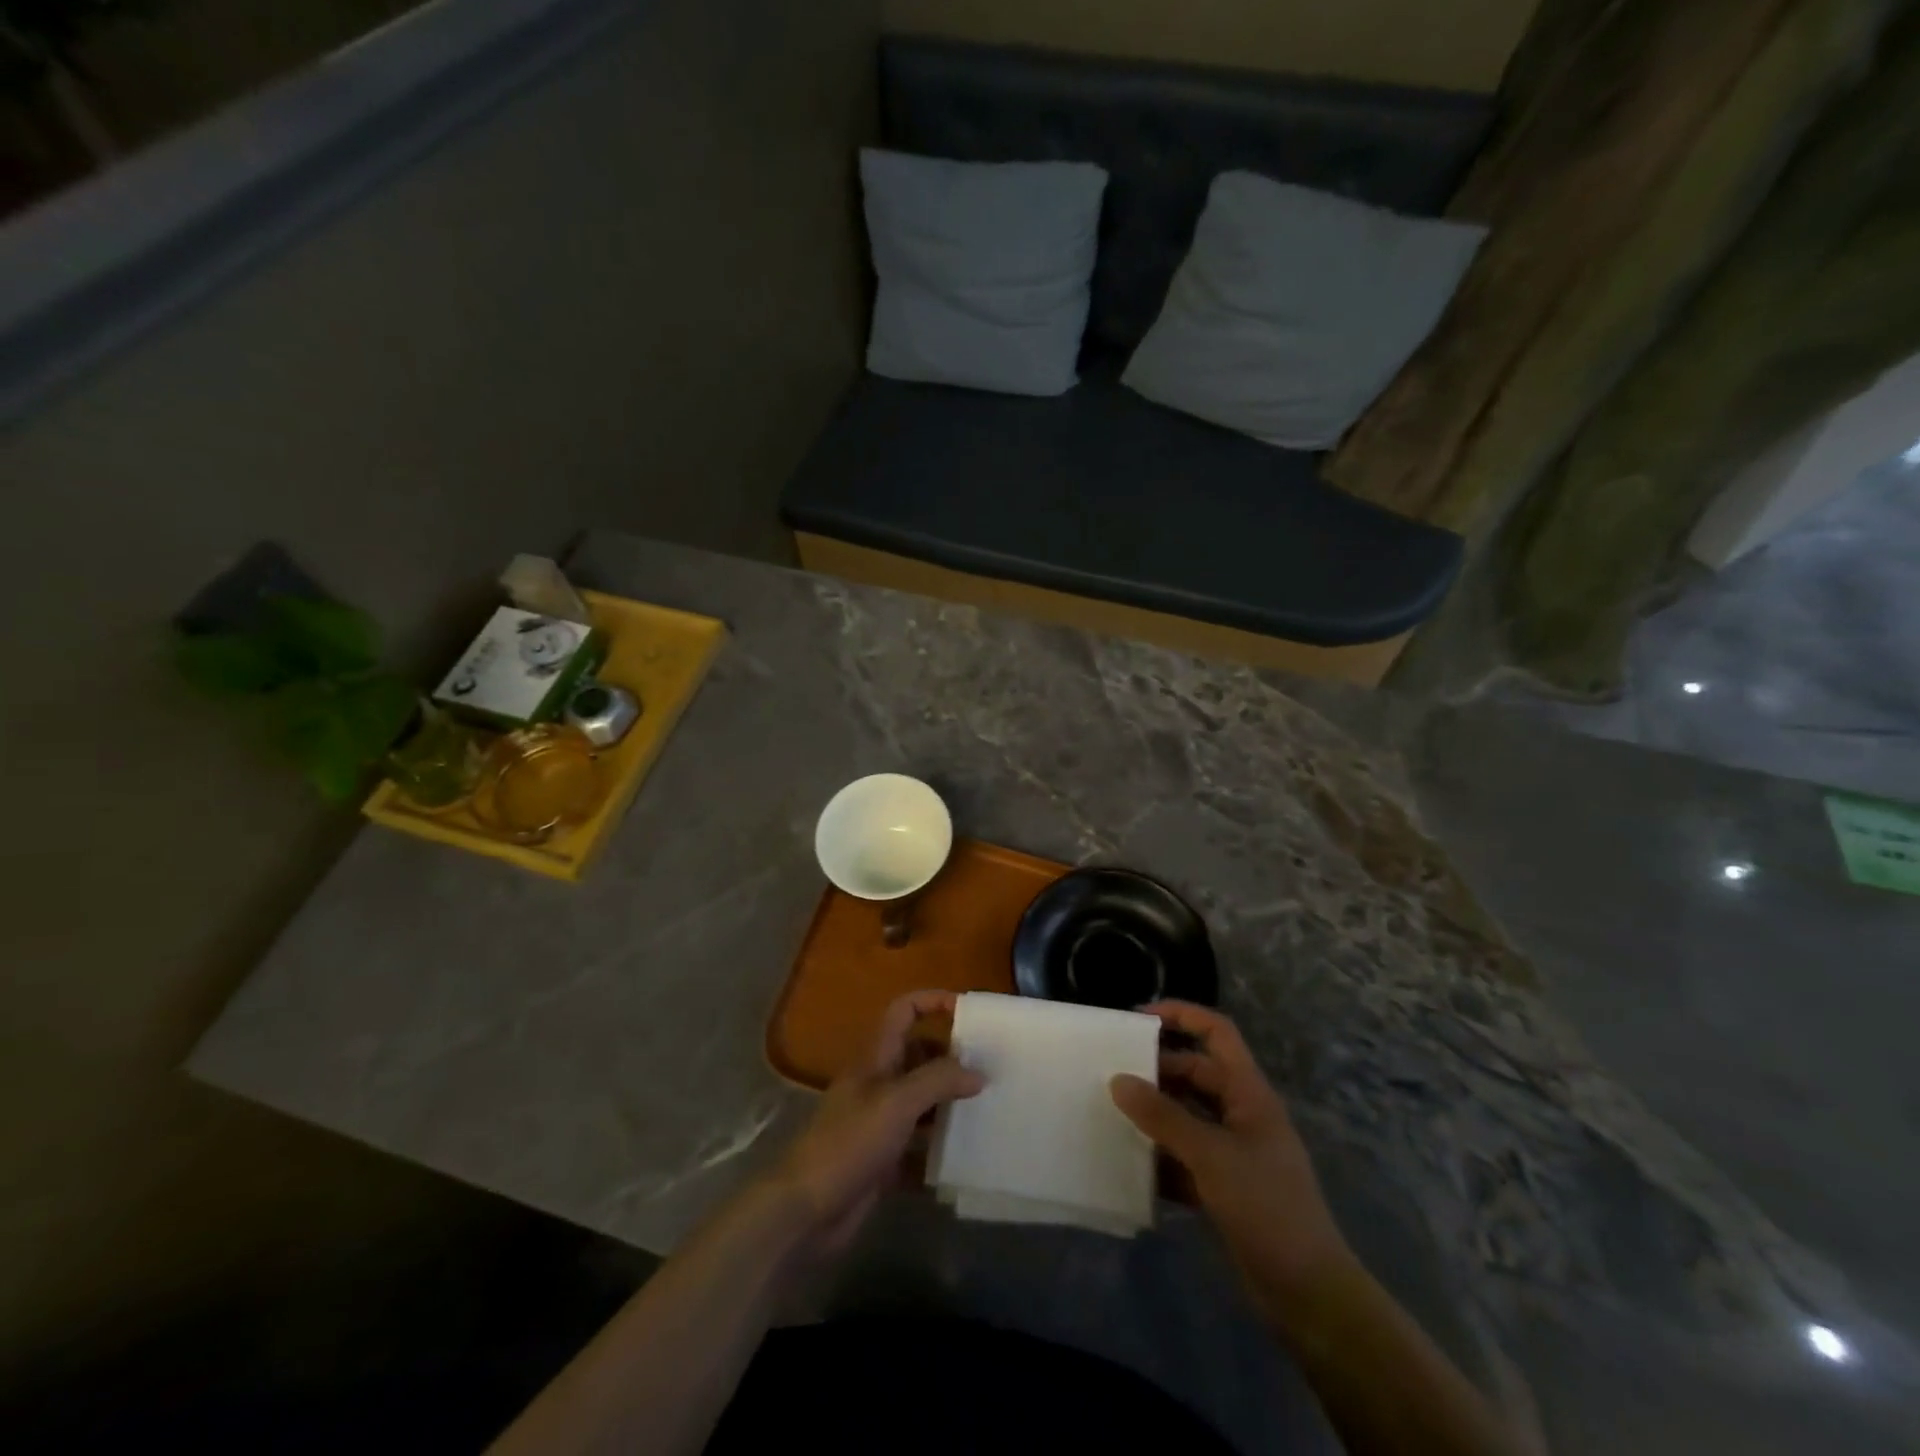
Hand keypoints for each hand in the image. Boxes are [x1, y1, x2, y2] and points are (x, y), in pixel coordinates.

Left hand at [769, 989, 983, 1257]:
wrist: (806, 1211)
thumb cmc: (849, 1142)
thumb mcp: (897, 1103)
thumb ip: (939, 1080)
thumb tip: (979, 1072)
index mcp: (877, 1057)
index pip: (905, 1011)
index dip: (933, 1001)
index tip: (969, 1012)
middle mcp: (879, 1083)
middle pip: (919, 1056)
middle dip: (952, 1058)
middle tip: (991, 1069)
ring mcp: (880, 1123)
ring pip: (922, 1102)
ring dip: (950, 1104)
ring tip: (989, 1108)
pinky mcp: (884, 1161)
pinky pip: (920, 1147)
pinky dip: (940, 1150)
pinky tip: (968, 1157)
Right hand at [1110, 1001, 1350, 1313]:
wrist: (1309, 1294)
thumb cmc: (1266, 1207)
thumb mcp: (1210, 1155)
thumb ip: (1162, 1117)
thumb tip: (1118, 1080)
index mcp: (1249, 1093)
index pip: (1217, 1033)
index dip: (1182, 1015)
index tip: (1138, 1018)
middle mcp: (1242, 1114)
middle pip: (1196, 1074)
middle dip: (1157, 1071)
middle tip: (1112, 1074)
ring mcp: (1234, 1152)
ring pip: (1187, 1116)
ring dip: (1154, 1115)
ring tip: (1111, 1113)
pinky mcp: (1225, 1187)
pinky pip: (1185, 1157)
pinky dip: (1160, 1157)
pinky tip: (1129, 1164)